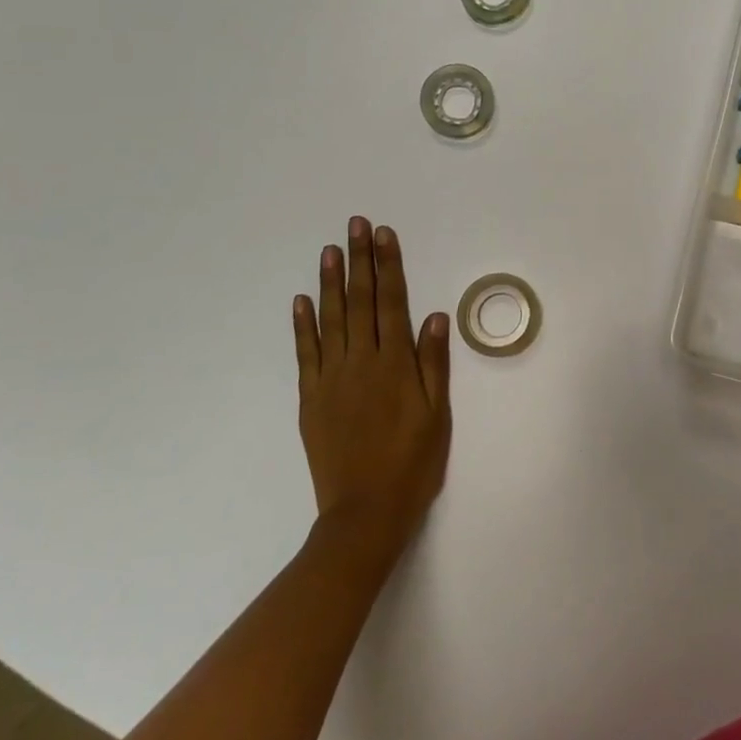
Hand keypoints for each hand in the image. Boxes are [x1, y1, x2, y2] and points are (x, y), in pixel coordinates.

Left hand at [293, 218, 451, 563]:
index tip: (384, 235)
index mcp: (395, 365)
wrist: (364, 514)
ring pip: (331, 320)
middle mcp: (361, 362)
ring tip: (330, 250)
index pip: (392, 302)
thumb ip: (434, 363)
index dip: (389, 266)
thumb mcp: (437, 415)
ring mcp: (331, 379)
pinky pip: (306, 354)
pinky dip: (303, 325)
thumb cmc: (412, 464)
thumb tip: (435, 316)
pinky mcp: (311, 398)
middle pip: (360, 301)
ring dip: (331, 282)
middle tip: (356, 225)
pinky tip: (302, 300)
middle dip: (360, 260)